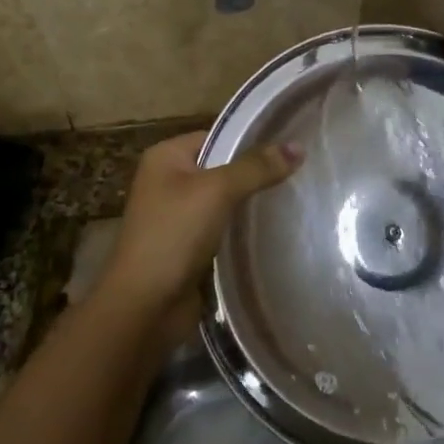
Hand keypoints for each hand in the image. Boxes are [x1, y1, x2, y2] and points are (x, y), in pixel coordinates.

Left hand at [101, 131, 302, 315]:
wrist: (144, 306)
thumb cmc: (174, 235)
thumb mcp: (217, 191)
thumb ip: (256, 168)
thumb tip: (298, 147)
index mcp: (165, 157)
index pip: (217, 136)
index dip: (251, 140)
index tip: (290, 147)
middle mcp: (167, 181)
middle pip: (221, 169)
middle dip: (254, 174)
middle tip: (299, 175)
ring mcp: (176, 217)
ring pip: (223, 202)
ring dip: (250, 205)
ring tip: (293, 200)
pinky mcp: (187, 248)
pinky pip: (221, 229)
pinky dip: (241, 231)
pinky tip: (273, 232)